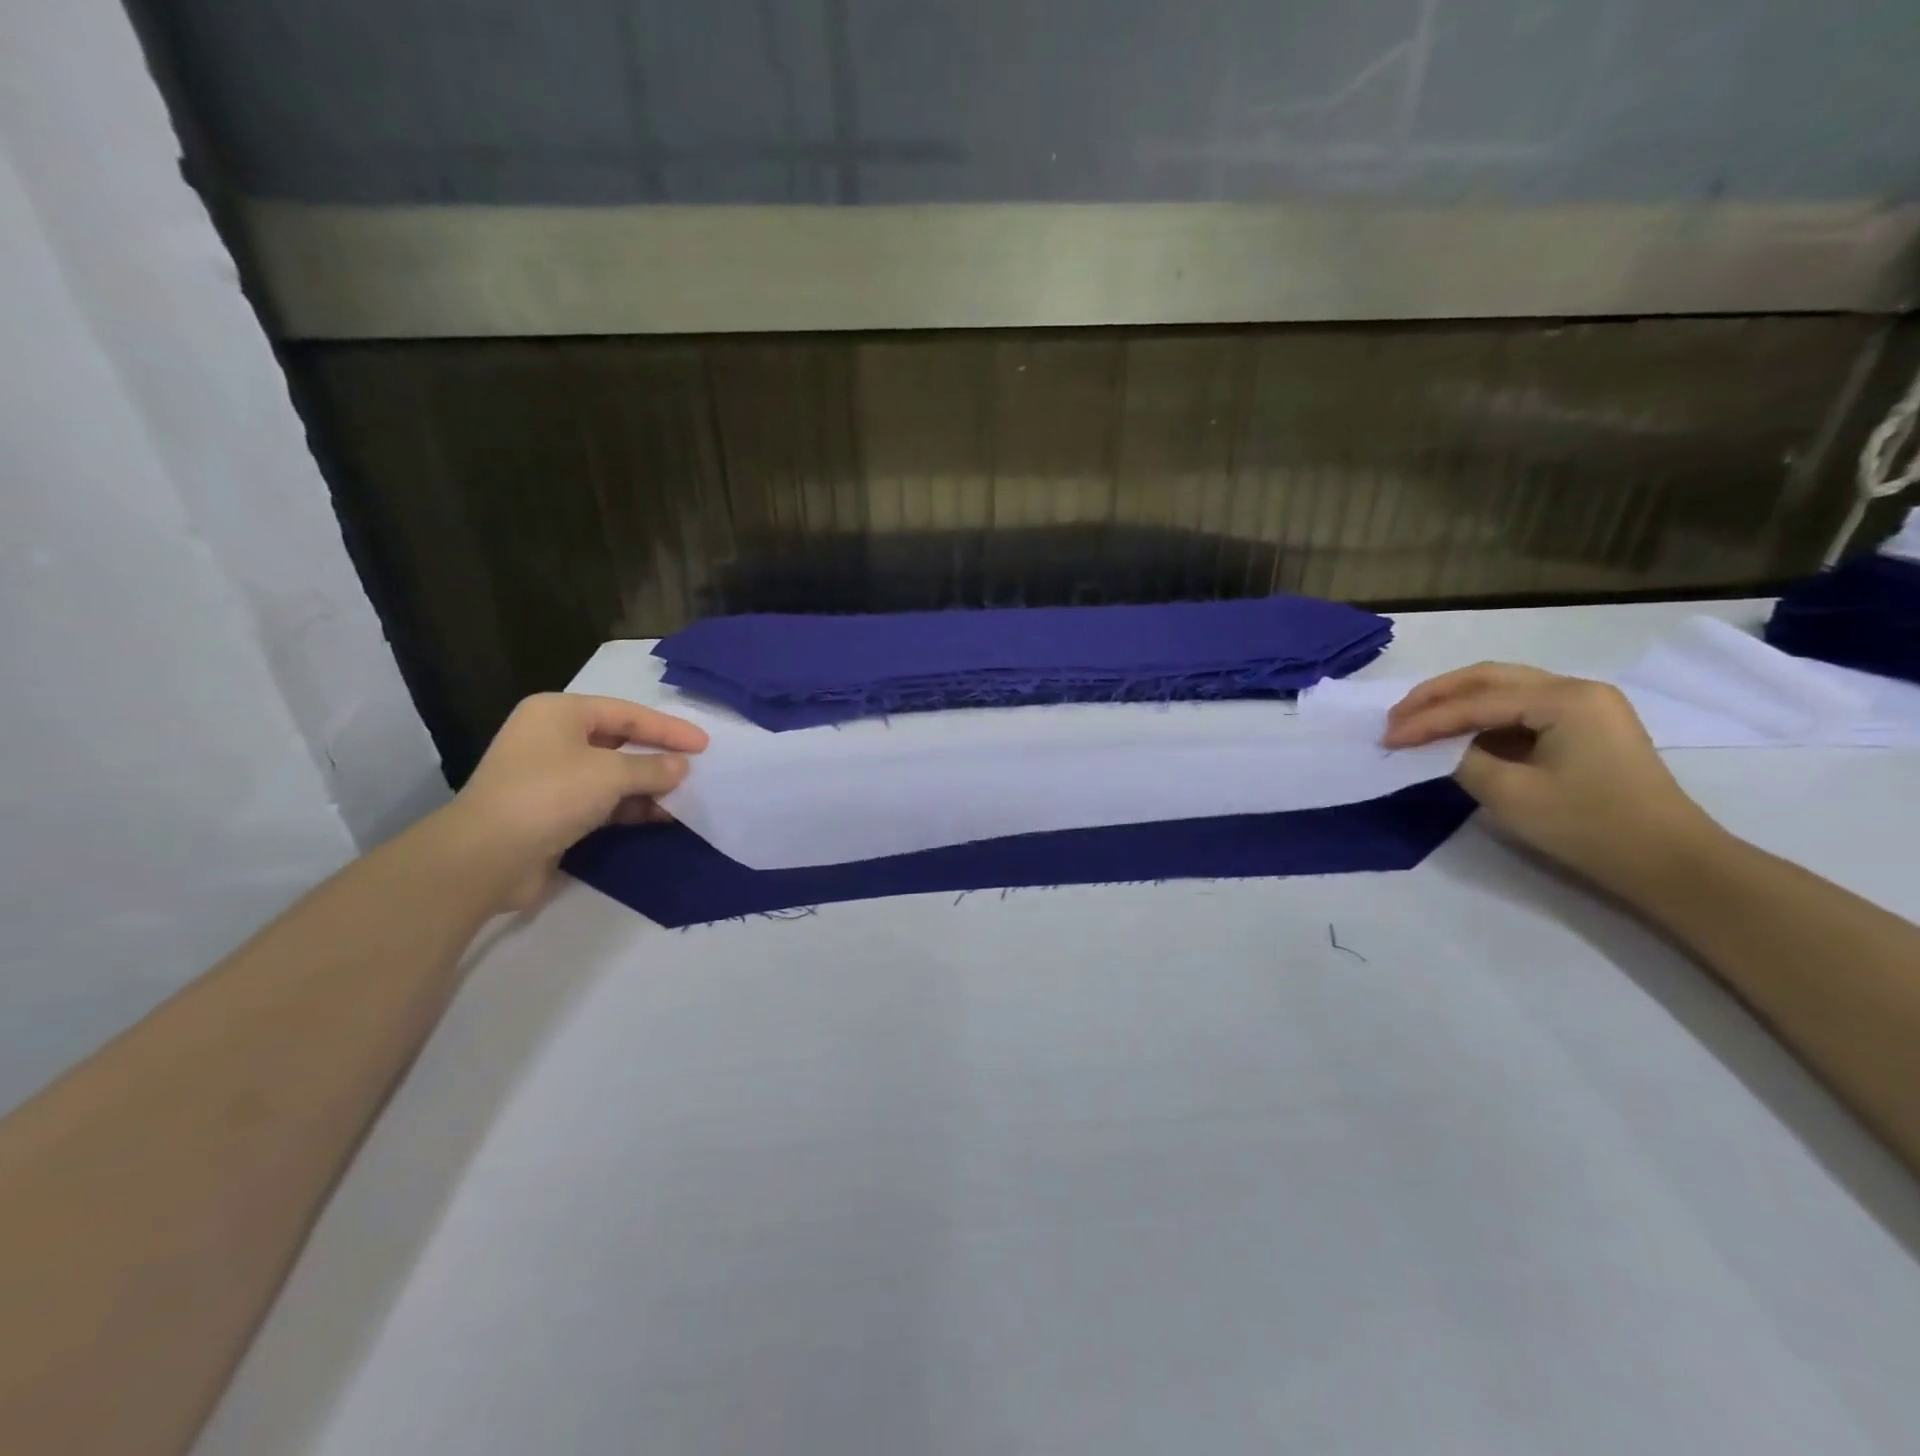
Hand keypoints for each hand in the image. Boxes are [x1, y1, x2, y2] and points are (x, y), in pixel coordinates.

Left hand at [448, 693, 708, 910]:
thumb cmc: (550, 795)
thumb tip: (681, 767)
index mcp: (560, 713)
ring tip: (686, 795)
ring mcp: (551, 776)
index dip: (669, 728)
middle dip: (659, 756)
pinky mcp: (553, 811)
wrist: (487, 857)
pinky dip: (631, 806)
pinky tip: (662, 816)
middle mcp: (553, 738)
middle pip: (620, 741)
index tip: (704, 744)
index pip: (627, 713)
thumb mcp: (610, 774)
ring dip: (648, 785)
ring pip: (613, 774)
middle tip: (697, 767)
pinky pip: (603, 801)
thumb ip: (652, 768)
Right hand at [1382, 663, 1719, 895]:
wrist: (1668, 862)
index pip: (1476, 702)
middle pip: (1490, 678)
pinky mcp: (1586, 729)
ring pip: (1504, 690)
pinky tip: (1457, 735)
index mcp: (1564, 698)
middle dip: (1436, 696)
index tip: (1386, 739)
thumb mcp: (1509, 793)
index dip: (1425, 720)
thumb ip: (1462, 759)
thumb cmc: (1588, 825)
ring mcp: (1586, 708)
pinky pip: (1521, 710)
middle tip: (1395, 717)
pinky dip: (1482, 718)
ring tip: (1417, 722)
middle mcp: (1577, 689)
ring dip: (1457, 704)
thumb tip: (1440, 748)